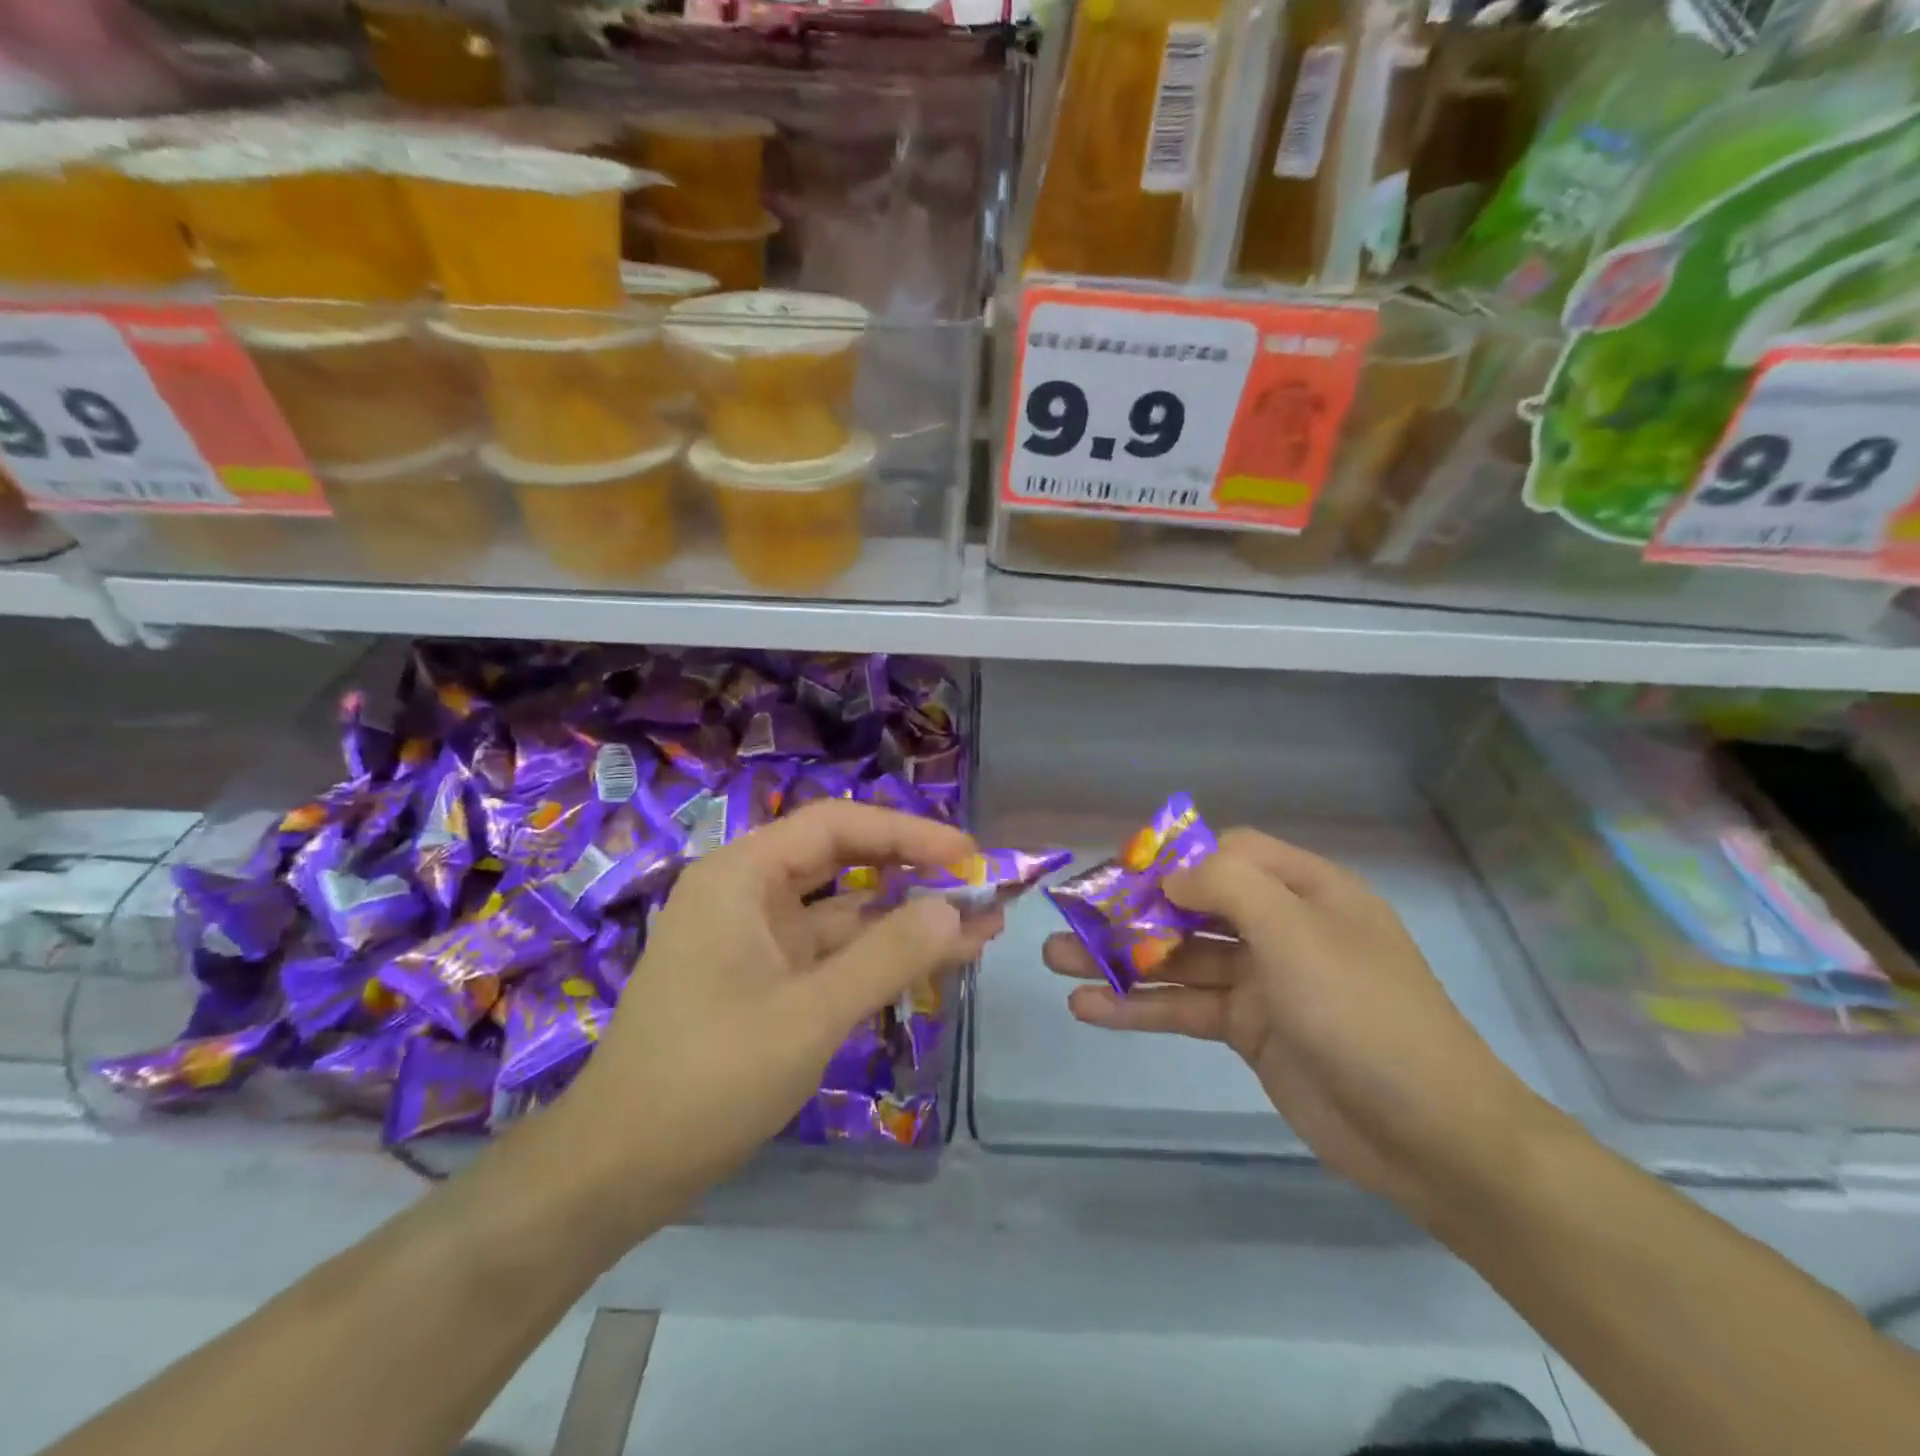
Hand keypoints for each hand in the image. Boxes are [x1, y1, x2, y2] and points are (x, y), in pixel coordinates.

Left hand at [561, 801, 1000, 1215]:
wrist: (618, 1169)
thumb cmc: (708, 1078)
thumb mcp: (809, 1014)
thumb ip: (887, 956)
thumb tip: (954, 908)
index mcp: (741, 875)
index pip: (836, 825)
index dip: (907, 833)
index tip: (968, 855)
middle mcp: (748, 893)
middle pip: (843, 861)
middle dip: (913, 872)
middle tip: (981, 886)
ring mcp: (757, 939)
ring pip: (845, 913)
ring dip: (906, 920)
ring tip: (980, 927)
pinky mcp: (767, 980)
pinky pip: (833, 954)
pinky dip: (881, 957)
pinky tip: (934, 961)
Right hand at [1044, 829, 1546, 1217]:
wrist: (1428, 1133)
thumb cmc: (1361, 1010)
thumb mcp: (1296, 930)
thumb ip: (1227, 886)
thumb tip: (1170, 877)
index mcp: (1305, 889)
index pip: (1228, 854)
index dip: (1174, 860)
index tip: (1122, 876)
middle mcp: (1281, 927)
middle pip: (1192, 907)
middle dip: (1130, 913)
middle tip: (1068, 919)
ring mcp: (1262, 981)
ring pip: (1179, 959)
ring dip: (1120, 960)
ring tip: (1056, 961)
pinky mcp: (1247, 1030)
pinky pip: (1184, 1007)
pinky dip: (1139, 1007)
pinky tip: (1089, 1008)